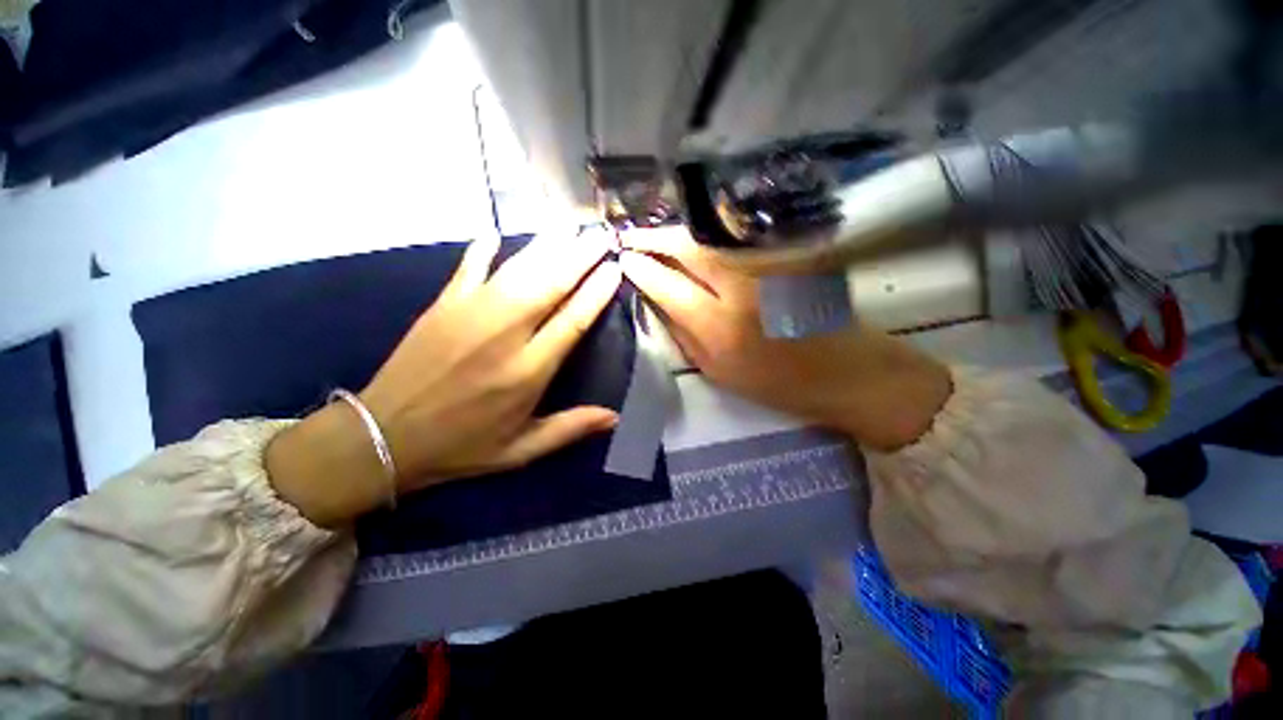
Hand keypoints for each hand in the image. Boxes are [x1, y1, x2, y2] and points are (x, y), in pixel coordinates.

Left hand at [267, 233, 621, 526]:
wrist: (383, 438)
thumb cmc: (461, 447)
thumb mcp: (521, 450)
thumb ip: (569, 428)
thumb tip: (615, 417)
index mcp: (528, 372)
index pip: (572, 321)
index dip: (596, 293)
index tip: (614, 269)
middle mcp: (504, 335)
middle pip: (550, 285)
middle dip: (580, 257)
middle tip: (601, 236)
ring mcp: (469, 314)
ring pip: (517, 270)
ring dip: (546, 246)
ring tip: (569, 227)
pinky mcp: (442, 305)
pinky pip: (469, 267)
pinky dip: (484, 248)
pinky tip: (497, 232)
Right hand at [619, 227, 950, 450]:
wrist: (844, 371)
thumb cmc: (776, 383)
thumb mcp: (717, 371)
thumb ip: (683, 334)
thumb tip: (656, 301)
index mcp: (720, 327)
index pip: (668, 285)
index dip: (642, 268)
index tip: (624, 260)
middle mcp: (741, 288)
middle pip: (688, 247)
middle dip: (654, 237)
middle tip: (631, 236)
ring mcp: (766, 264)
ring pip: (710, 236)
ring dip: (677, 232)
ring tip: (655, 235)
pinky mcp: (785, 253)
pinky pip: (734, 239)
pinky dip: (707, 236)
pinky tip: (692, 239)